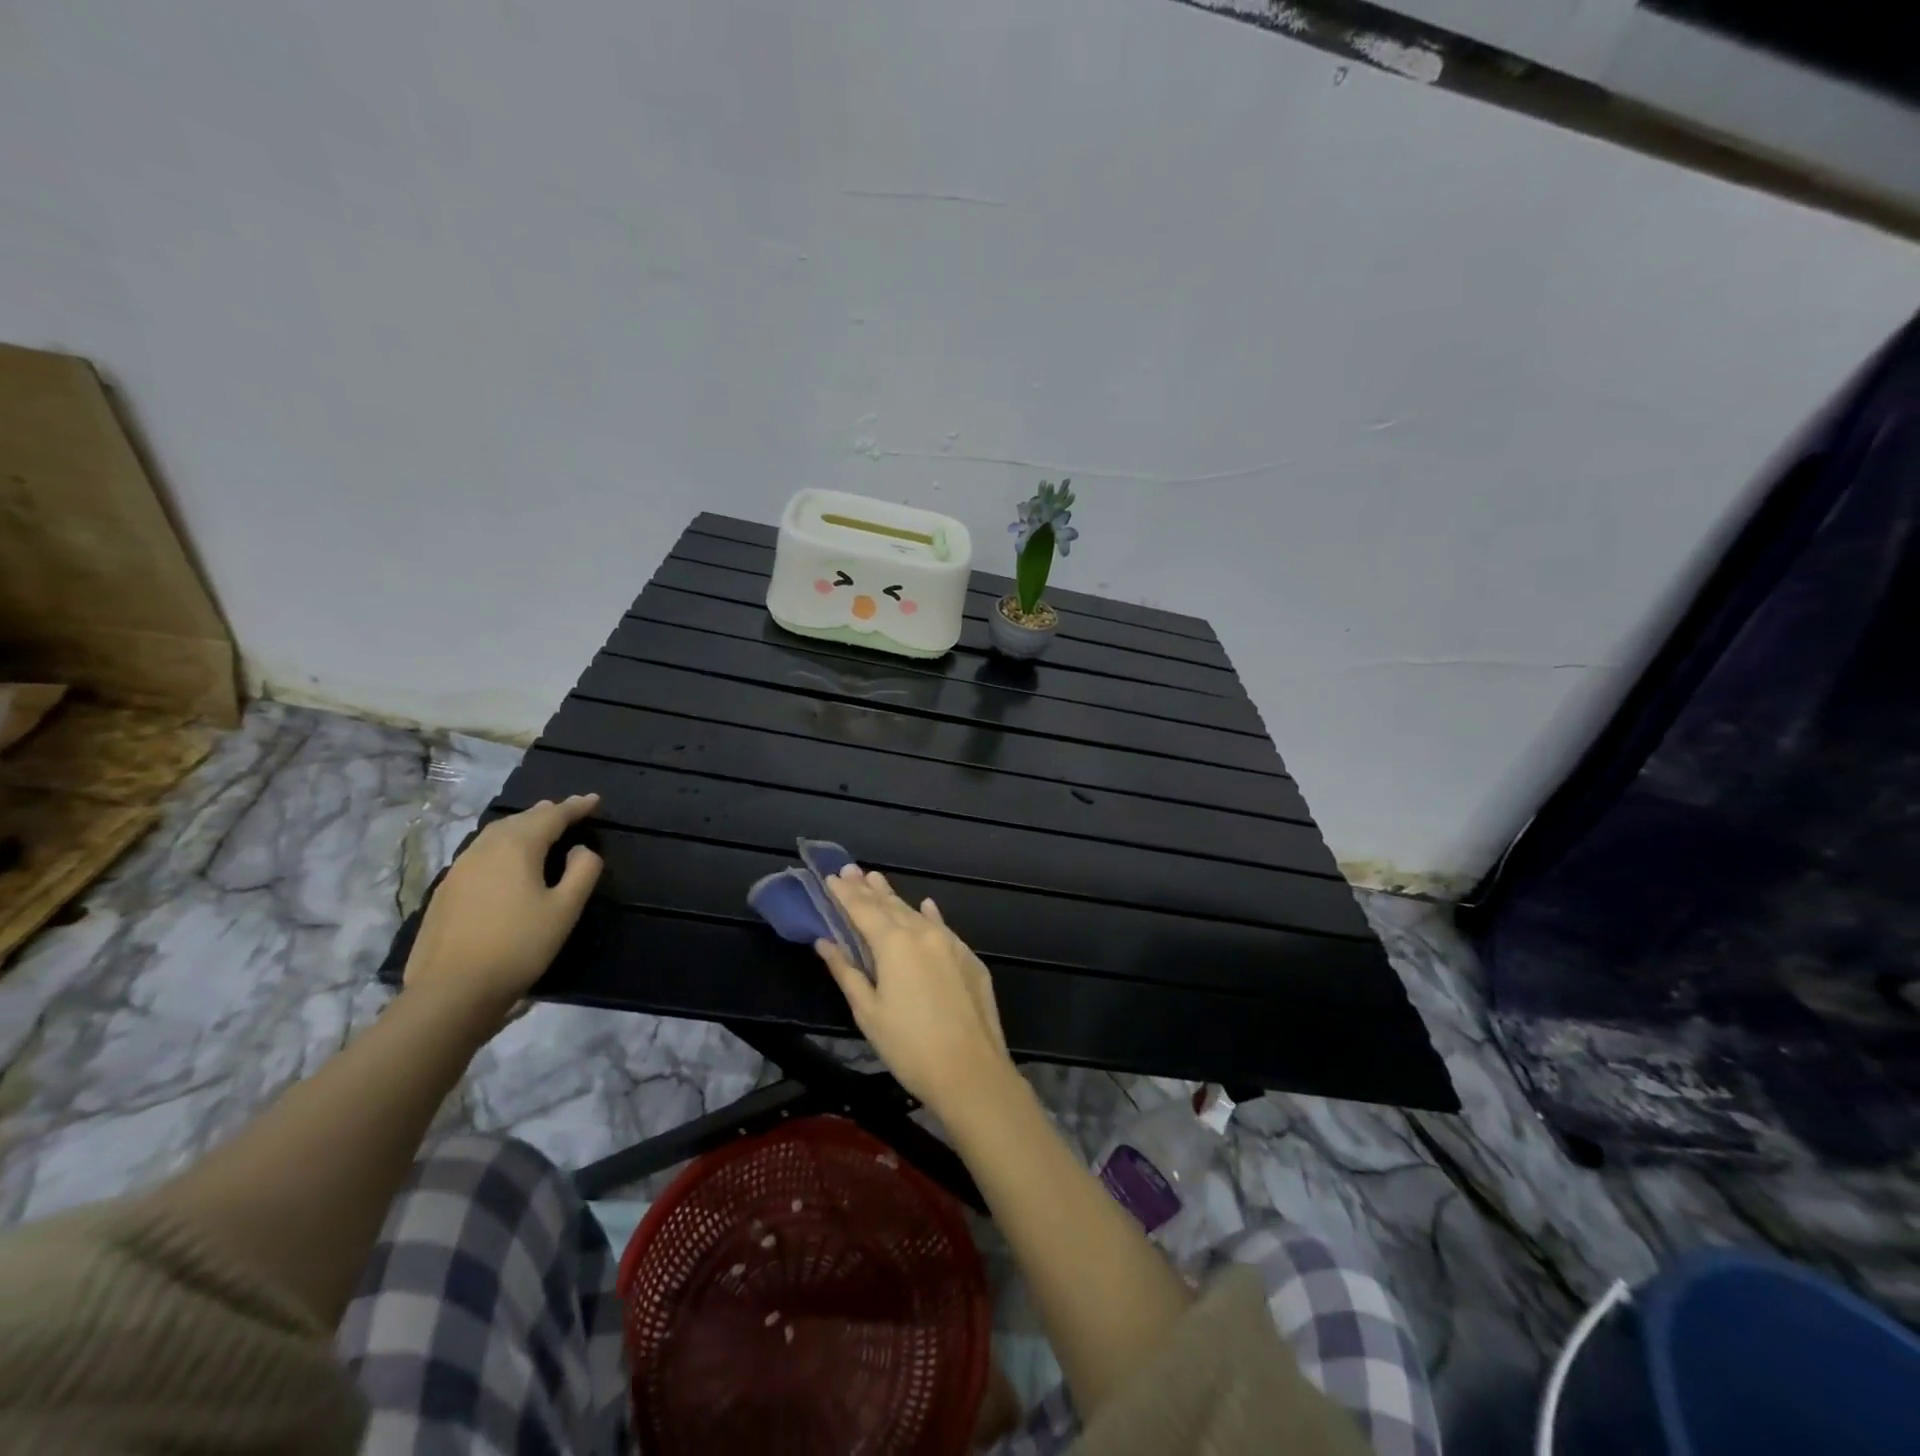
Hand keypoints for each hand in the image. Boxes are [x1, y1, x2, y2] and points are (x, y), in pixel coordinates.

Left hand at [403, 795, 603, 1032]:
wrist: (452, 991)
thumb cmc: (519, 946)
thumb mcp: (565, 909)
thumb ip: (582, 871)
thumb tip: (580, 850)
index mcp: (517, 847)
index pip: (552, 816)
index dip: (575, 807)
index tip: (594, 800)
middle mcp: (485, 849)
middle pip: (520, 820)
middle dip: (546, 813)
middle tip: (568, 810)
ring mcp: (459, 869)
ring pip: (496, 834)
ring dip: (522, 827)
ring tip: (538, 828)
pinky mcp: (446, 891)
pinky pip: (480, 853)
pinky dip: (502, 846)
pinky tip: (505, 860)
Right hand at [815, 867, 1012, 1111]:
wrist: (972, 1071)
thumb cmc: (910, 1047)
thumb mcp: (869, 1013)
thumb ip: (847, 972)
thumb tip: (826, 942)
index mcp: (895, 944)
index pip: (864, 910)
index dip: (845, 894)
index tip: (831, 877)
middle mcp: (924, 934)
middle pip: (890, 906)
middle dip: (868, 888)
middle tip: (851, 869)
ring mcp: (951, 944)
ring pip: (917, 914)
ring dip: (895, 898)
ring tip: (877, 880)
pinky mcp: (970, 959)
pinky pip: (943, 928)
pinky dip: (929, 916)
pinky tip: (926, 905)